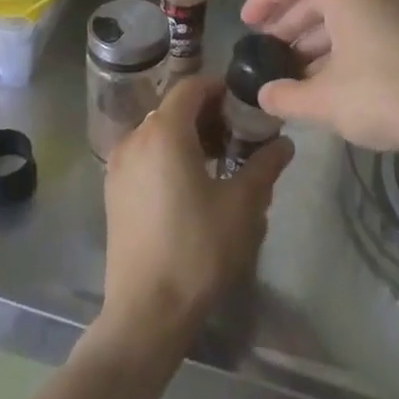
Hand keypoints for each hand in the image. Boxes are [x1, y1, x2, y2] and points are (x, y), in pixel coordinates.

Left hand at [97, 73, 293, 350]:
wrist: (146, 312)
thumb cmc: (198, 250)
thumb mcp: (243, 206)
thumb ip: (264, 165)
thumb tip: (284, 143)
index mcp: (165, 132)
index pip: (192, 86)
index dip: (220, 88)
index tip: (246, 103)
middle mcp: (135, 138)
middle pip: (174, 108)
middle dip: (208, 114)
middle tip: (240, 134)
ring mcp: (119, 165)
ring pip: (158, 132)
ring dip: (189, 135)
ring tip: (221, 161)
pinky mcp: (114, 191)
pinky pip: (145, 155)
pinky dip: (169, 155)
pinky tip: (192, 185)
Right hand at [240, 0, 398, 155]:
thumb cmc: (382, 94)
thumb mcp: (324, 101)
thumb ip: (286, 96)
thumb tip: (264, 95)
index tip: (248, 25)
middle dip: (288, 21)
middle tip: (269, 50)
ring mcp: (395, 4)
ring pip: (342, 9)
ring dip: (314, 35)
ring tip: (295, 70)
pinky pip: (364, 21)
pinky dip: (341, 41)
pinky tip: (330, 77)